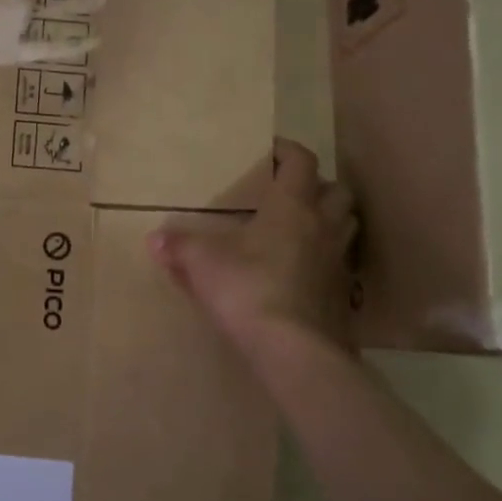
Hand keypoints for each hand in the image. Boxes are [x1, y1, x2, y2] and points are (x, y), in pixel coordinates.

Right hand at [148, 138, 357, 354]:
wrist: (293, 350)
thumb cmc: (247, 289)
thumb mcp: (202, 263)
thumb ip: (179, 246)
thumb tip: (155, 239)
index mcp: (292, 208)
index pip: (301, 163)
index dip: (288, 151)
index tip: (271, 149)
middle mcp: (323, 228)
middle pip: (338, 193)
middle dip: (319, 186)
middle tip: (292, 192)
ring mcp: (338, 264)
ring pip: (346, 227)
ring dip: (330, 220)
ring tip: (302, 228)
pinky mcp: (343, 297)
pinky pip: (340, 266)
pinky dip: (325, 260)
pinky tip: (302, 273)